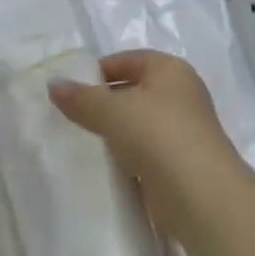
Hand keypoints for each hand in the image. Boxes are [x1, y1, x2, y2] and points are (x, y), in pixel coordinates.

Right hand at [49, 51, 244, 234]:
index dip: (97, 71)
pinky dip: (128, 154)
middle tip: (71, 115)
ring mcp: (184, 129)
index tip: (70, 90)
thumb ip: (81, 98)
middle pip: (133, 89)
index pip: (126, 60)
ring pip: (139, 122)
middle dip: (103, 102)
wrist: (201, 196)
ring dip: (115, 130)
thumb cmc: (158, 135)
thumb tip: (53, 85)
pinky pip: (146, 150)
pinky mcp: (182, 162)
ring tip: (83, 140)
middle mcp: (181, 93)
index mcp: (169, 69)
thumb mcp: (112, 111)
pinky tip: (107, 164)